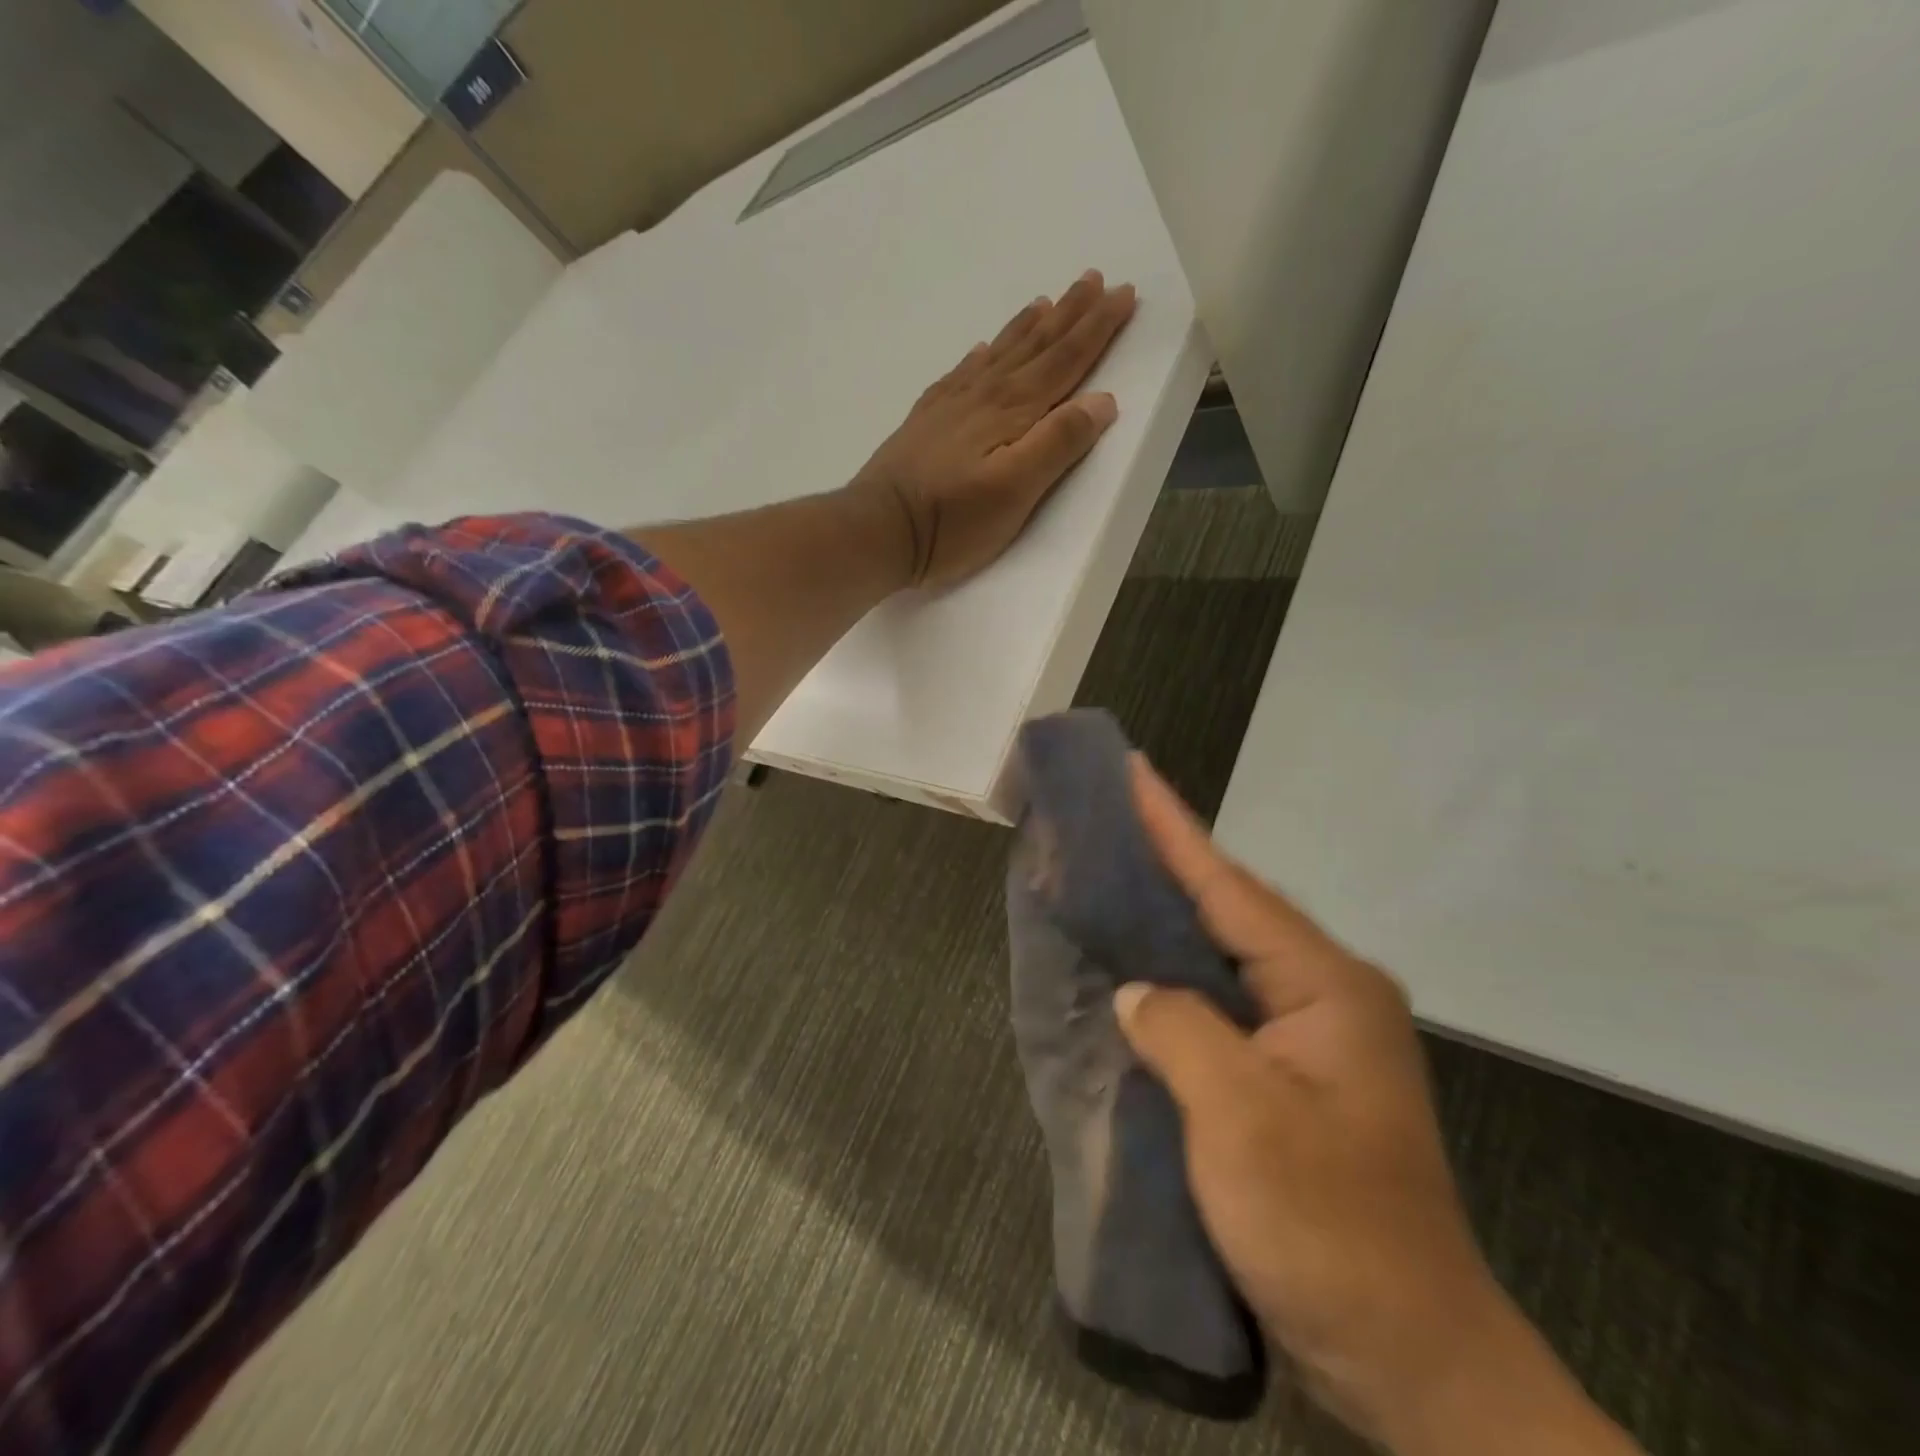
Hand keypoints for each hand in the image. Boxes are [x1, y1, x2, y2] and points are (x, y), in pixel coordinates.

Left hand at [849, 269, 1136, 589]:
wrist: (878, 529)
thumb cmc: (951, 521)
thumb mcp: (1015, 492)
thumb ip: (1058, 444)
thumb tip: (1101, 400)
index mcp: (1013, 411)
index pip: (1065, 360)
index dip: (1097, 328)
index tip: (1125, 293)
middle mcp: (984, 396)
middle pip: (1035, 346)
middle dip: (1069, 313)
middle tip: (1093, 277)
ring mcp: (951, 406)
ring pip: (999, 353)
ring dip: (1028, 326)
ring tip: (1047, 300)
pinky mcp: (926, 421)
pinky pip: (961, 373)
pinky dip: (979, 356)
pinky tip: (981, 350)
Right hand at [1114, 759, 1640, 1455]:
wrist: (1411, 1360)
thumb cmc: (1329, 1232)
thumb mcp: (1242, 1121)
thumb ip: (1179, 1031)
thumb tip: (1139, 993)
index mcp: (1326, 987)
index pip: (1229, 886)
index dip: (1173, 827)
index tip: (1134, 770)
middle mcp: (1325, 995)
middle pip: (1230, 908)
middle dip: (1168, 860)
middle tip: (1110, 816)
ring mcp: (1311, 1038)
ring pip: (1224, 954)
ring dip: (1170, 916)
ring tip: (1112, 874)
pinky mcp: (1290, 1076)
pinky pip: (1221, 1002)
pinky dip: (1177, 978)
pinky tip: (1140, 968)